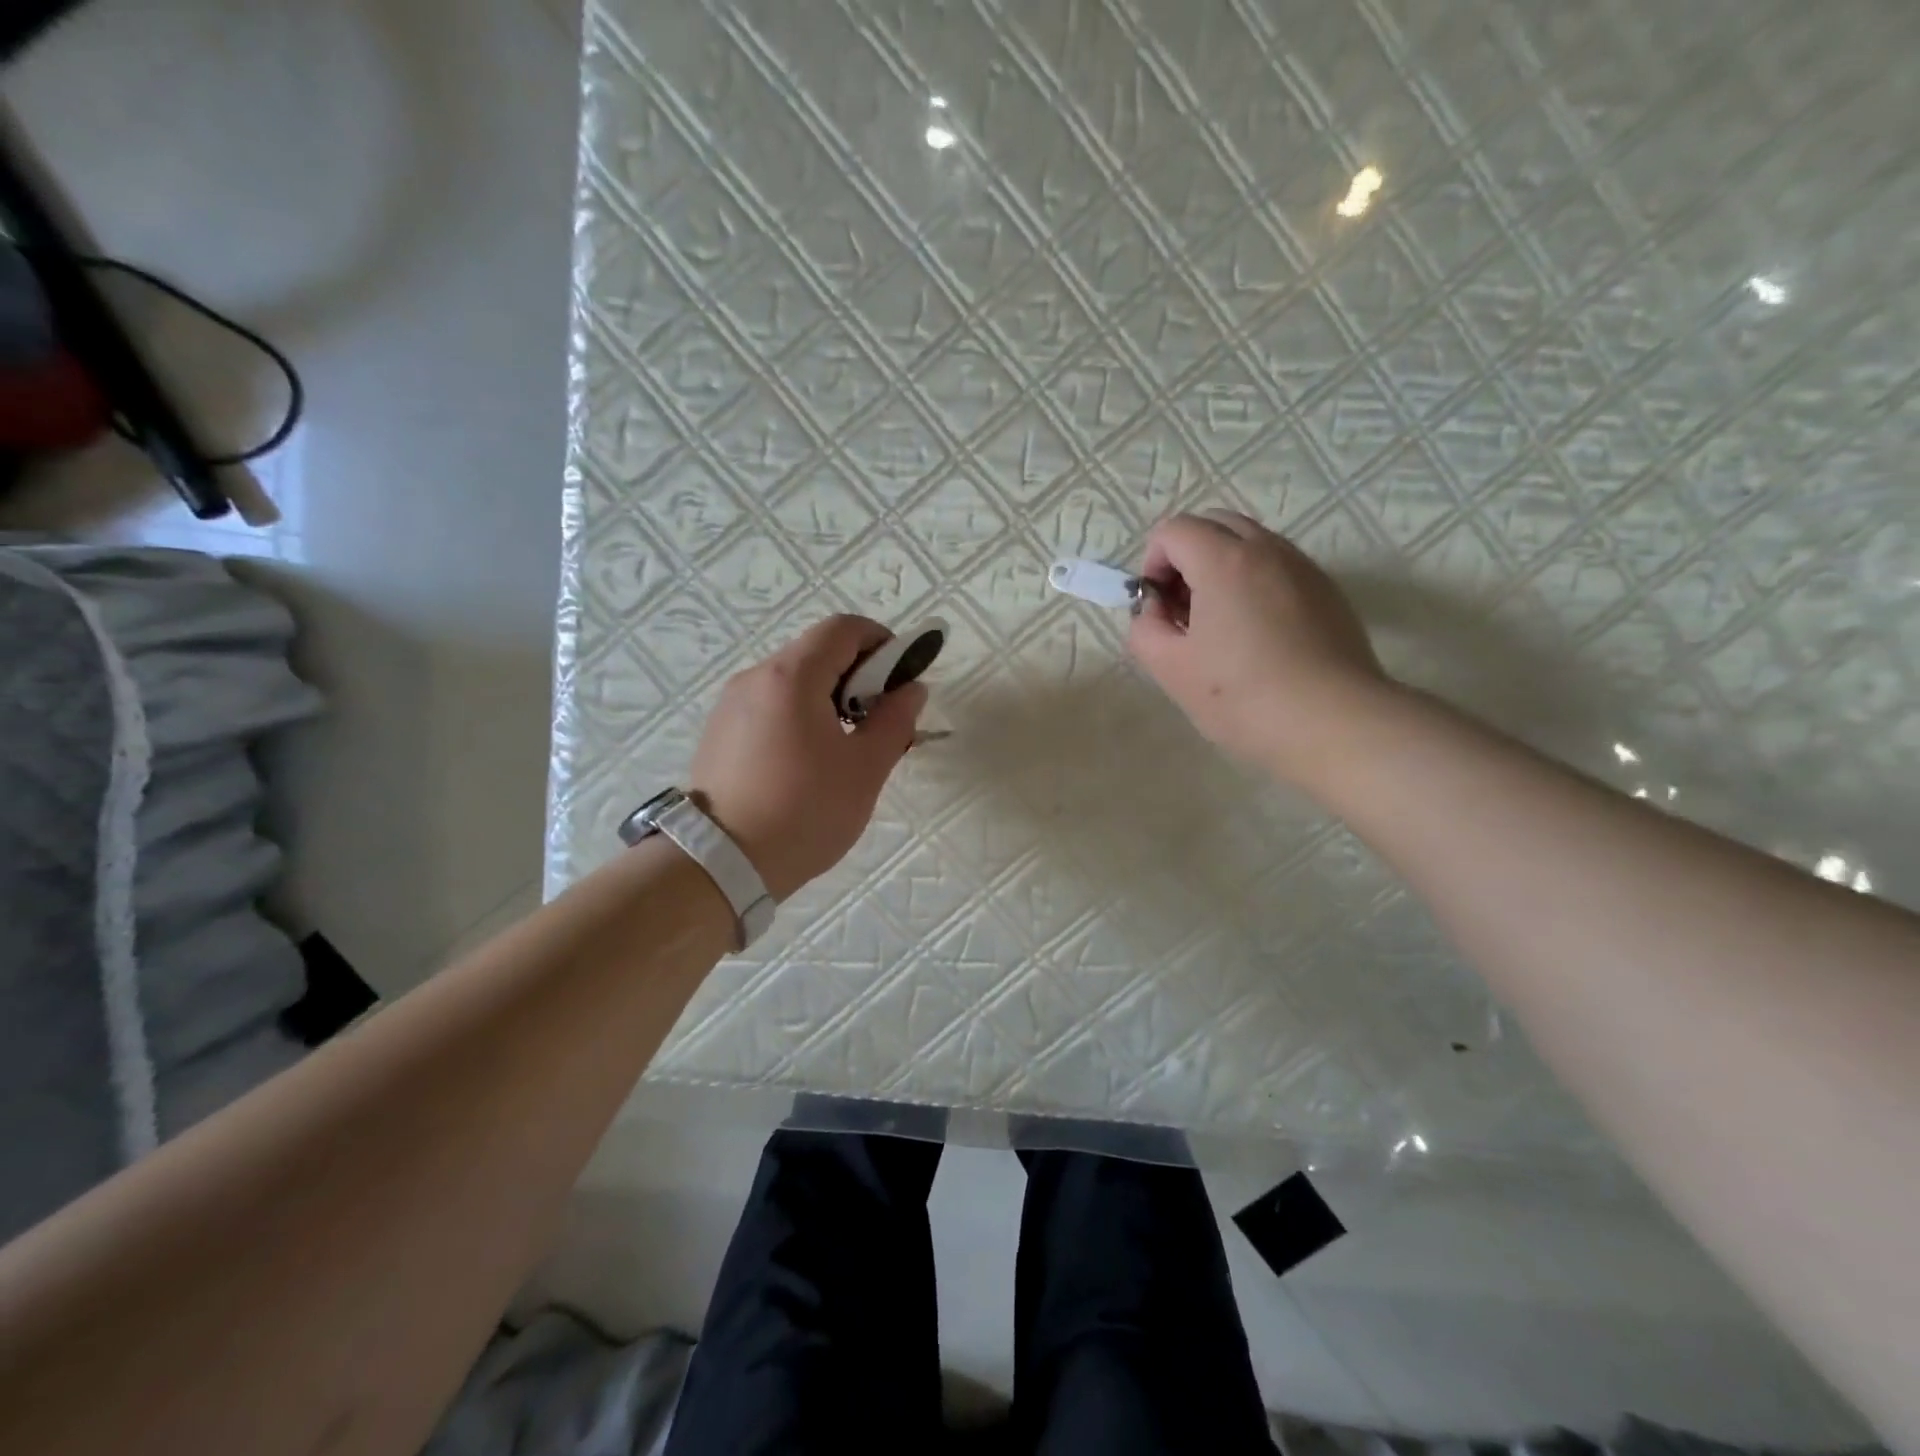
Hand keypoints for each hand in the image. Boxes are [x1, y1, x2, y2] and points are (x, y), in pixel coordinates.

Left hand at [689, 616, 926, 900]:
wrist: (720, 864)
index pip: (844, 629)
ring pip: (793, 680)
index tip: (901, 680)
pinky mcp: (719, 732)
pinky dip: (799, 714)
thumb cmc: (804, 811)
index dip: (882, 643)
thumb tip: (911, 689)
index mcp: (792, 676)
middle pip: (817, 652)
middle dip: (858, 675)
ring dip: (829, 697)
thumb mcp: (865, 769)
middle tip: (880, 720)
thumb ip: (895, 720)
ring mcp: (731, 704)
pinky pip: (770, 704)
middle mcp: (755, 677)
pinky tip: (808, 761)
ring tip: (845, 746)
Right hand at [1127, 510, 1388, 784]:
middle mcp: (1267, 549)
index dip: (1153, 563)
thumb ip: (1145, 628)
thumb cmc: (1242, 696)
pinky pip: (1279, 568)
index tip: (1158, 607)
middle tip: (1184, 610)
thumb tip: (1156, 609)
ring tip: (1220, 627)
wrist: (1334, 722)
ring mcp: (1303, 567)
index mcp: (1223, 561)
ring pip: (1250, 544)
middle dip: (1187, 557)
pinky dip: (1255, 584)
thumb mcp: (1170, 668)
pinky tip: (1258, 638)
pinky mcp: (1328, 591)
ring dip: (1222, 569)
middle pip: (1214, 524)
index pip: (1173, 530)